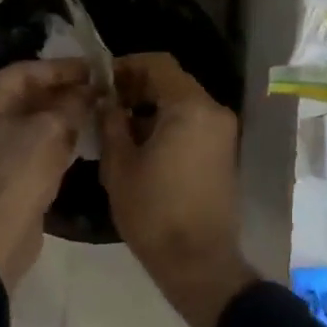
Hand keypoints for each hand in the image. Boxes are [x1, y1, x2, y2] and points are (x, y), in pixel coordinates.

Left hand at [0, 58, 91, 289]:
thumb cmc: (19, 172)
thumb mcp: (53, 129)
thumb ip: (74, 102)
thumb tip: (92, 90)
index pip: (26, 71)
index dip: (62, 68)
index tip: (94, 68)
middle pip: (26, 94)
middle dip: (64, 90)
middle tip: (98, 87)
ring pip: (31, 118)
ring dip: (62, 112)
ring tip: (96, 106)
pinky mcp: (2, 168)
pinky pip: (31, 140)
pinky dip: (55, 134)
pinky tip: (82, 132)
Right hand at [98, 53, 256, 326]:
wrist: (199, 262)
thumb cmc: (154, 212)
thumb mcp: (120, 166)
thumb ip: (111, 123)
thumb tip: (106, 101)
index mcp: (190, 107)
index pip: (158, 64)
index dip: (127, 66)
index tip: (102, 82)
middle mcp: (213, 111)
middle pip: (173, 81)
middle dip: (138, 87)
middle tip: (106, 105)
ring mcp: (223, 132)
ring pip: (183, 103)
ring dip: (152, 107)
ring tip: (119, 128)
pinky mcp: (224, 151)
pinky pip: (193, 122)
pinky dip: (169, 123)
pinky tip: (142, 146)